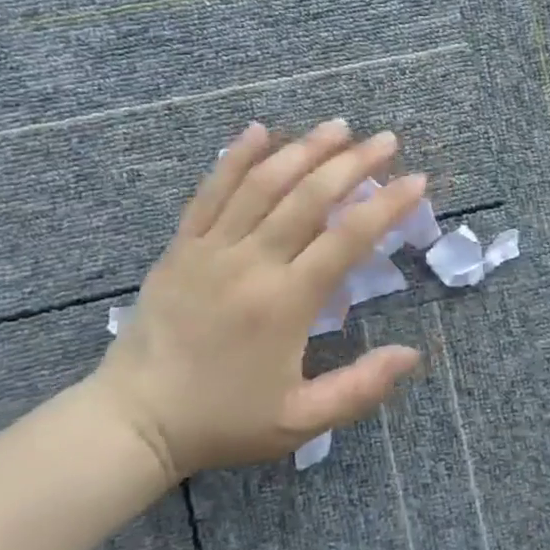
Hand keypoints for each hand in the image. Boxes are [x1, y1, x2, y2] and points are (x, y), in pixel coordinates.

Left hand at [84, 119, 425, 483]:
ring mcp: (210, 249)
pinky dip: (235, 157)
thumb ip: (361, 387)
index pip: (348, 238)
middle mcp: (251, 263)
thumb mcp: (301, 421)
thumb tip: (413, 354)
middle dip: (353, 163)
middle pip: (309, 197)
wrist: (132, 422)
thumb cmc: (223, 421)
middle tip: (386, 140)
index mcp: (286, 302)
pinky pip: (210, 191)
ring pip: (263, 183)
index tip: (417, 180)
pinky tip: (258, 130)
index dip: (387, 204)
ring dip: (304, 149)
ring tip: (337, 127)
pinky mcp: (181, 246)